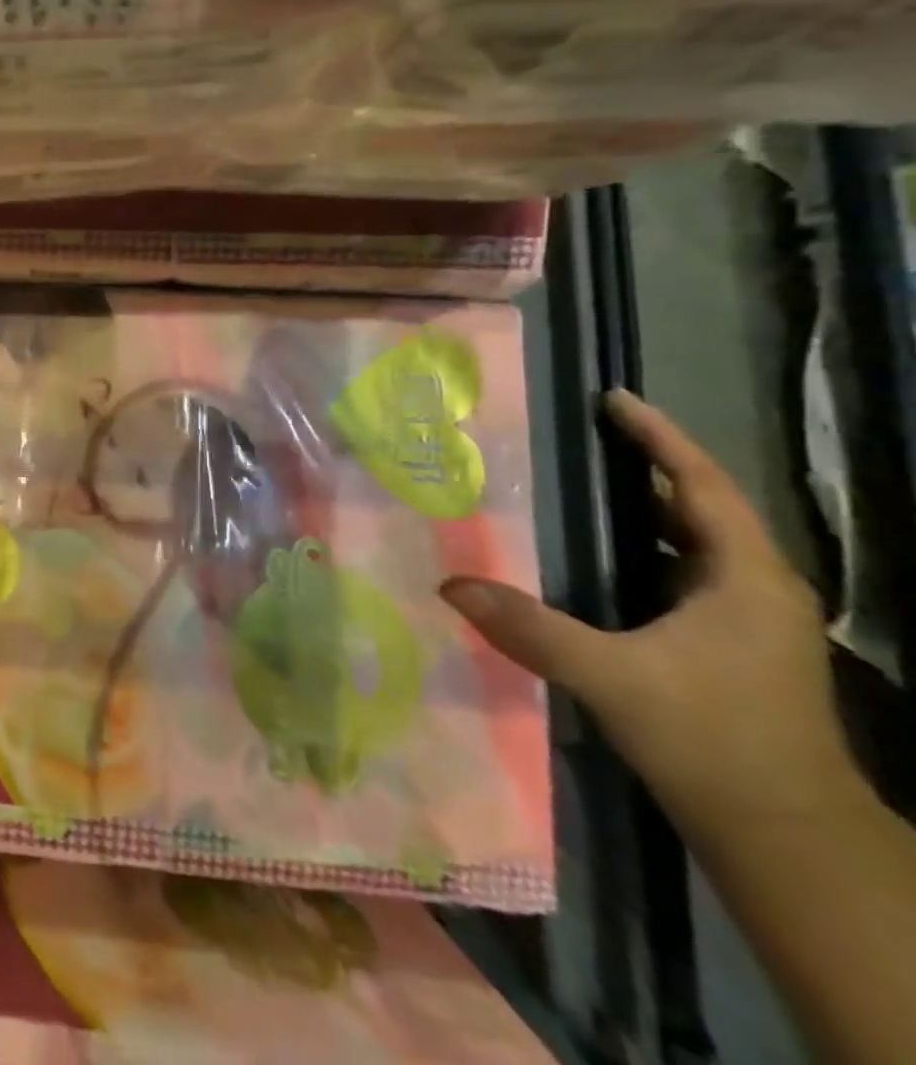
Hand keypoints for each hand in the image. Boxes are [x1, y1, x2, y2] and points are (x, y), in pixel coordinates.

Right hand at [442, 390, 854, 834]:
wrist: (785, 834)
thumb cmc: (711, 740)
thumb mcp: (610, 678)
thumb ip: (529, 627)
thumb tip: (450, 583)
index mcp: (746, 579)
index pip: (702, 485)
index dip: (660, 437)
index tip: (614, 399)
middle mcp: (757, 588)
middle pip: (704, 505)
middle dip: (650, 463)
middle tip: (586, 435)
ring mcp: (750, 619)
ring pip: (698, 541)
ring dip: (649, 506)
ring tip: (586, 482)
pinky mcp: (733, 644)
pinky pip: (688, 571)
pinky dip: (648, 546)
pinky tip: (603, 556)